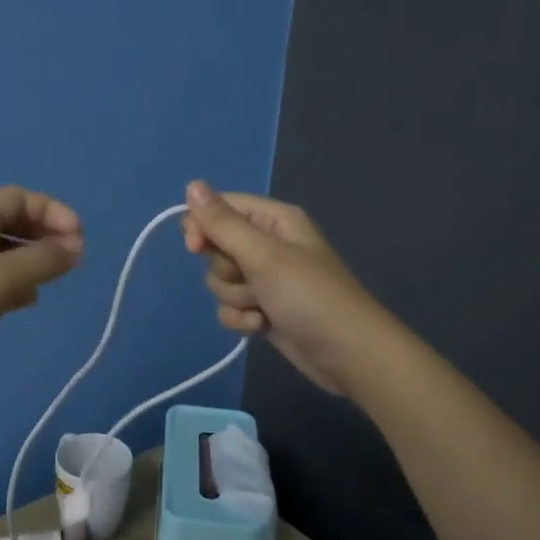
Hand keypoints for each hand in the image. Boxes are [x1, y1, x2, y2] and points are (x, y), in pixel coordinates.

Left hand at [0, 186, 83, 401]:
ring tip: (52, 283)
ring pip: (2, 253)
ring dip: (31, 261)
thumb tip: (76, 247)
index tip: (79, 240)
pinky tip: (24, 304)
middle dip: (44, 235)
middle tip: (70, 262)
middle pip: (11, 222)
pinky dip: (12, 285)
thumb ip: (40, 261)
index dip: (53, 212)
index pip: (19, 198)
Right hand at [181, 181, 394, 396]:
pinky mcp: (263, 309)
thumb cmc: (309, 296)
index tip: (196, 248)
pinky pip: (230, 307)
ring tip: (264, 307)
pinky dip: (242, 319)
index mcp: (274, 220)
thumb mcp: (264, 255)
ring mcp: (266, 279)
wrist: (347, 354)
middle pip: (217, 247)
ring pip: (220, 281)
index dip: (202, 226)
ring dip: (236, 298)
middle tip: (251, 280)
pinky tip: (263, 326)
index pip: (221, 208)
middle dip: (226, 270)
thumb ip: (223, 223)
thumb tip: (192, 185)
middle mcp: (268, 244)